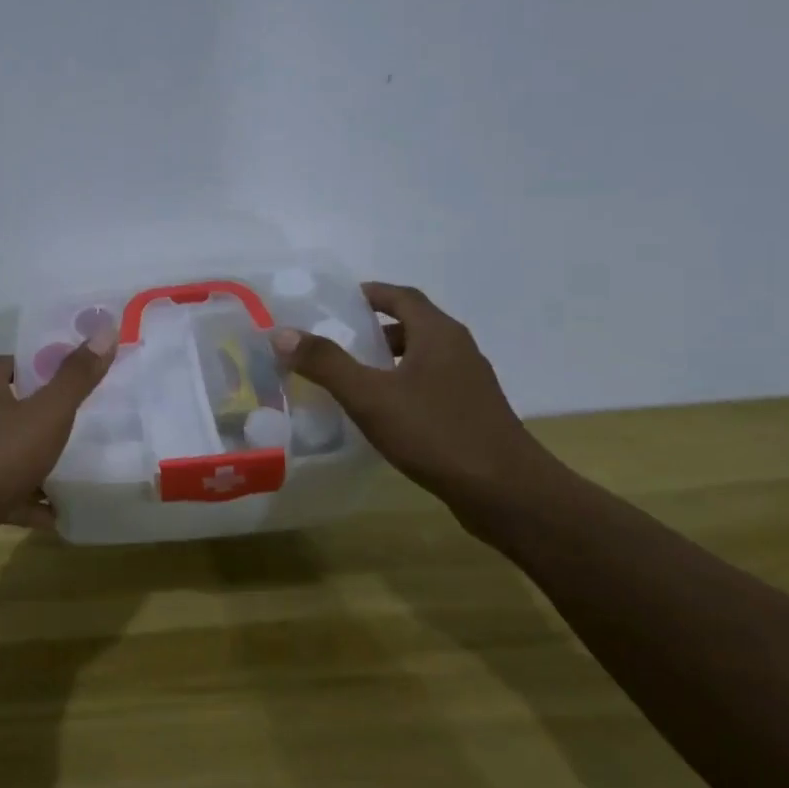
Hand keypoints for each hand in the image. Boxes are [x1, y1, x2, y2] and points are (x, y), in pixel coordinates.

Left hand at [0, 330, 116, 553]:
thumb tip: (105, 330)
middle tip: (77, 420)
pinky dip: (25, 499)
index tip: (71, 376)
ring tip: (70, 468)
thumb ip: (75, 377)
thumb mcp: (47, 413)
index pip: (10, 362)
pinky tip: (52, 514)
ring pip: (4, 451)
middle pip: (7, 405)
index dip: (40, 365)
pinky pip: (1, 490)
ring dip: (33, 460)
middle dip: (39, 413)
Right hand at [272, 283, 551, 502]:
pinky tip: (383, 414)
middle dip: (374, 329)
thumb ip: (325, 363)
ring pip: (423, 358)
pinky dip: (403, 386)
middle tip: (336, 342)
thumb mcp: (370, 396)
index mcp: (439, 334)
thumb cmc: (436, 433)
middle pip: (413, 325)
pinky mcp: (472, 414)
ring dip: (389, 360)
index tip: (337, 302)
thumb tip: (282, 333)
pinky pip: (430, 386)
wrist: (506, 493)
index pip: (401, 296)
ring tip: (353, 378)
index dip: (370, 294)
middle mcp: (459, 350)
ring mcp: (470, 384)